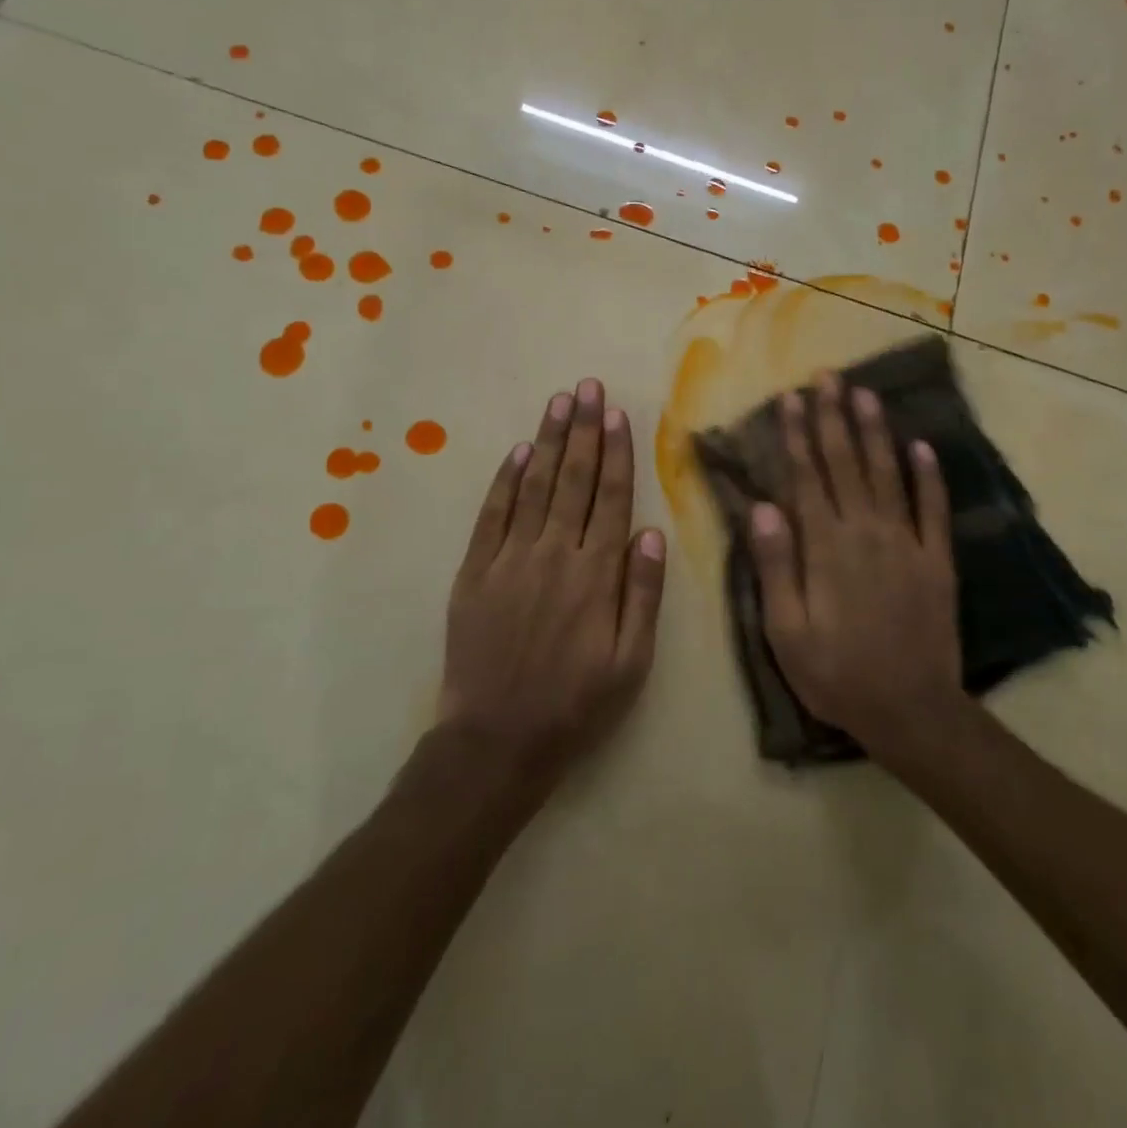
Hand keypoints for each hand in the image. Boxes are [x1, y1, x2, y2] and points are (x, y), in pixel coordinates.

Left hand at [440, 379, 666, 781]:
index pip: (611, 498)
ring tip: (560, 402)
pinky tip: (520, 452)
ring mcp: (510, 560)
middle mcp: (554, 555)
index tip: (617, 413)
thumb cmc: (576, 704)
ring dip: (549, 441)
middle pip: (574, 480)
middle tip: (588, 387)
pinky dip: (506, 480)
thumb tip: (651, 531)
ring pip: (535, 487)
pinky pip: (493, 515)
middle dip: (584, 430)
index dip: (616, 452)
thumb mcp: (632, 662)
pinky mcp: (475, 572)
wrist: (497, 740)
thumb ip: (643, 594)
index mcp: (596, 575)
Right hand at [749, 374, 965, 759]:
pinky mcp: (937, 559)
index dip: (798, 435)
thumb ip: (775, 565)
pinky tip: (922, 445)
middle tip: (827, 377)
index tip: (791, 399)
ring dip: (875, 432)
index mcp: (825, 547)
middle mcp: (866, 532)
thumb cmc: (836, 673)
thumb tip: (762, 506)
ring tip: (866, 393)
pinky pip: (933, 508)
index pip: (807, 477)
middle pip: (847, 464)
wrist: (911, 710)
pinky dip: (929, 475)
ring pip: (888, 474)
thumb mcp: (786, 630)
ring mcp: (907, 543)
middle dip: (835, 418)